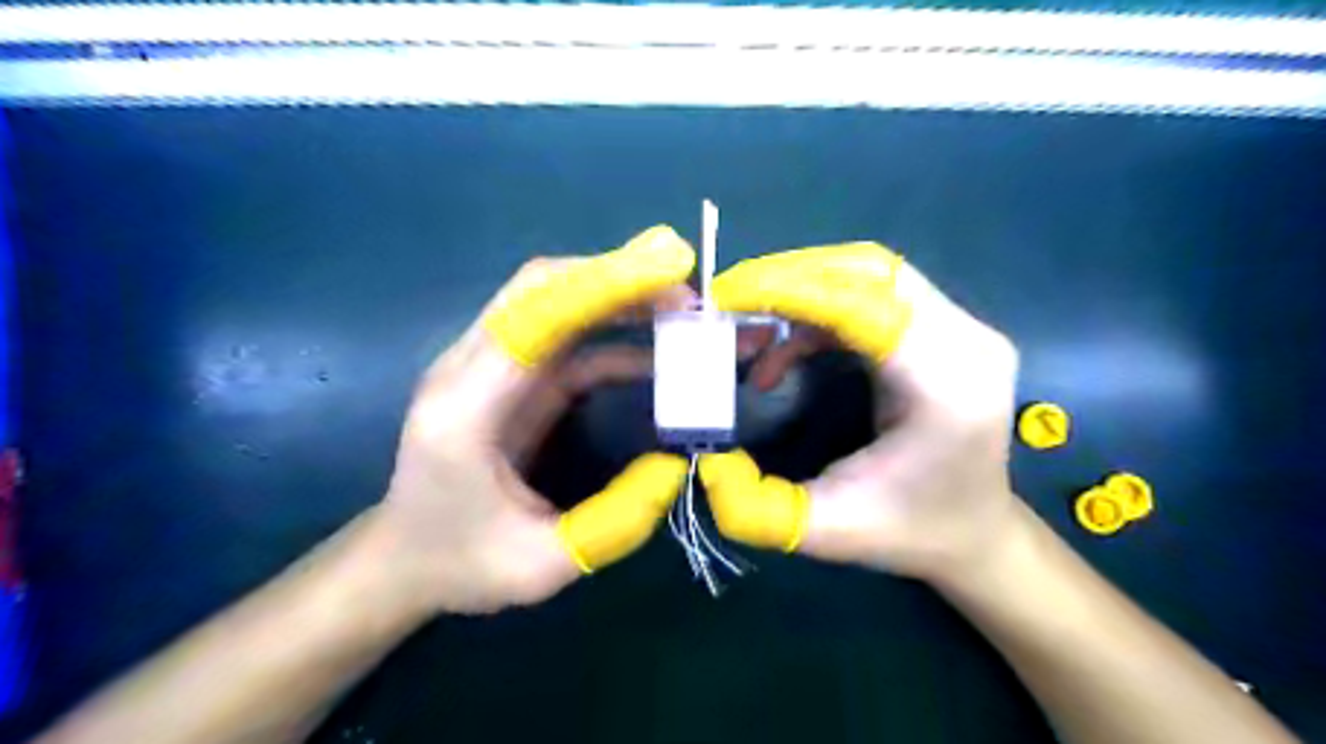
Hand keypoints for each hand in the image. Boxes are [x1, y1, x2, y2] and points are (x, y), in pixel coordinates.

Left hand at [362, 226, 694, 615]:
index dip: (601, 284)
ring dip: (618, 295)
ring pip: (554, 298)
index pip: (533, 315)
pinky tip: (656, 354)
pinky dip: (613, 333)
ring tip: (683, 310)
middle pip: (541, 286)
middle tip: (687, 291)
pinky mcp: (510, 376)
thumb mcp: (542, 565)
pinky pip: (566, 336)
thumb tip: (676, 463)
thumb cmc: (461, 561)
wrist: (403, 558)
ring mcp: (488, 365)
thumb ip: (615, 520)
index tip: (669, 271)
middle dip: (617, 277)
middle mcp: (468, 367)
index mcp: (465, 407)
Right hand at [697, 246, 1016, 582]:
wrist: (974, 532)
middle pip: (870, 270)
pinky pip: (873, 292)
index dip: (790, 289)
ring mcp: (963, 328)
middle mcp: (966, 341)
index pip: (864, 304)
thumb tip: (708, 461)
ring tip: (751, 328)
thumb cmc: (909, 530)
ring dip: (802, 289)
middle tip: (729, 302)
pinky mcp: (947, 328)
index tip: (724, 296)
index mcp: (947, 385)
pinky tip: (787, 349)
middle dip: (791, 277)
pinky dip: (818, 308)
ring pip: (870, 272)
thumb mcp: (827, 532)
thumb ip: (757, 508)